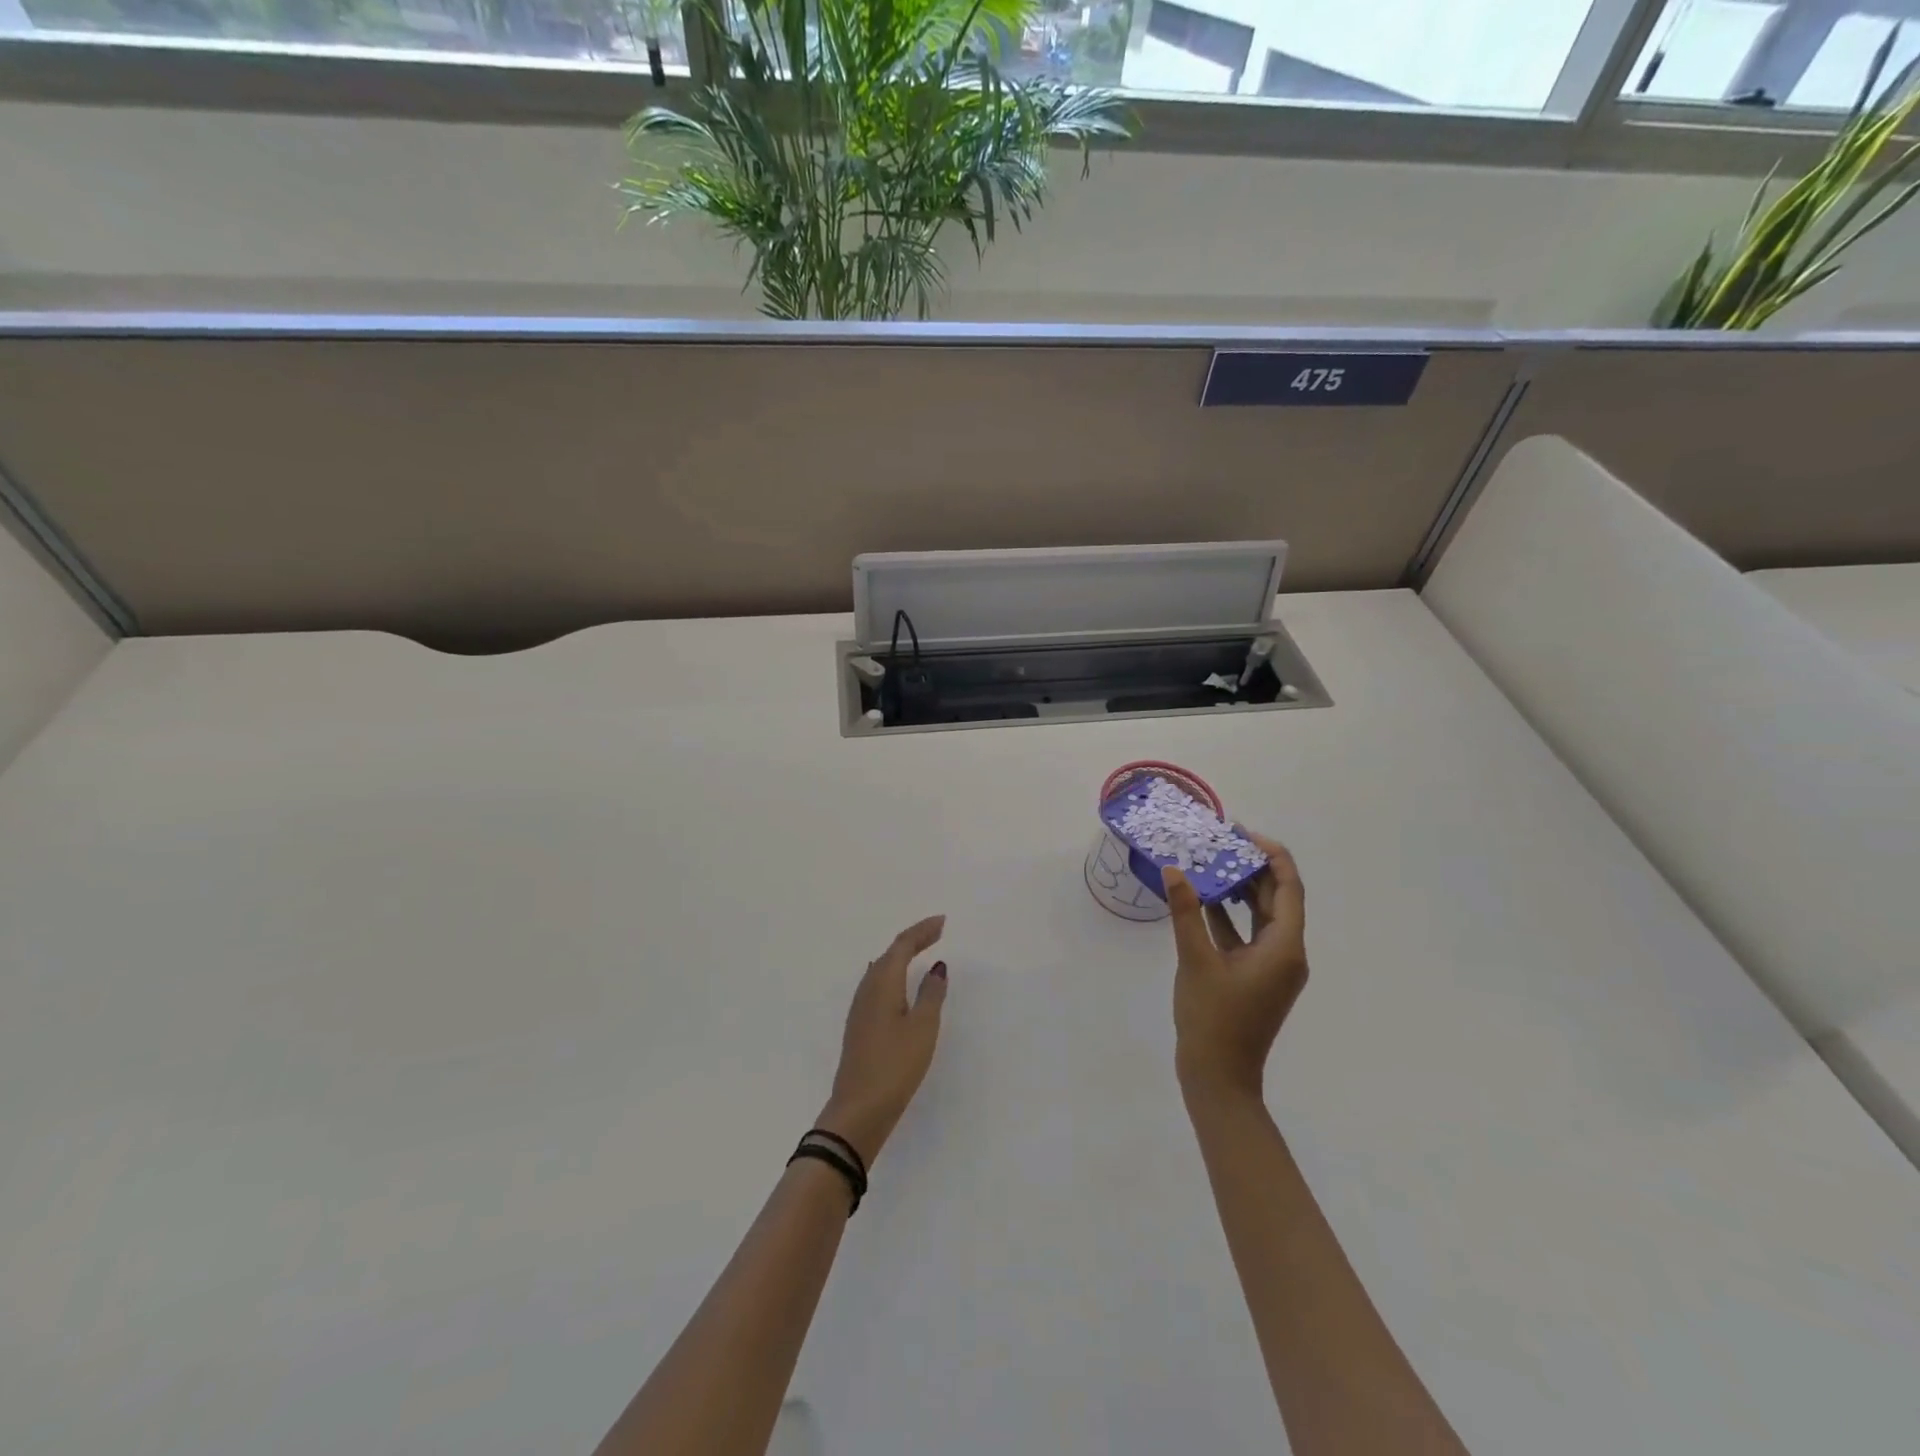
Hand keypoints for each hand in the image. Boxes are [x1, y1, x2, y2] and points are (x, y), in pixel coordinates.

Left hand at [816, 915, 947, 1165]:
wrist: (859, 1109)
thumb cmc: (895, 1065)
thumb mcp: (923, 1028)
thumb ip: (931, 994)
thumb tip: (937, 967)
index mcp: (883, 983)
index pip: (902, 945)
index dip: (922, 930)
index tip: (943, 922)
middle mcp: (867, 989)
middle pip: (890, 953)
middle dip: (913, 940)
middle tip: (937, 932)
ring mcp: (860, 1008)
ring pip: (881, 969)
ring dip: (901, 956)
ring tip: (921, 951)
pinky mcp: (859, 1026)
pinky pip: (878, 985)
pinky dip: (894, 974)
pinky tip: (898, 984)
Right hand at [1164, 833, 1307, 1099]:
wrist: (1219, 1077)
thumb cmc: (1213, 1018)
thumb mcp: (1195, 960)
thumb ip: (1186, 912)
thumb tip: (1174, 869)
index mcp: (1284, 947)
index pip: (1289, 888)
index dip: (1271, 856)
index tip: (1242, 834)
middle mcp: (1286, 953)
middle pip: (1277, 899)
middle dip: (1252, 868)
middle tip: (1221, 842)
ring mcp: (1272, 967)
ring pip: (1262, 916)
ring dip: (1240, 890)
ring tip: (1210, 863)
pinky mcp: (1255, 977)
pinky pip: (1247, 935)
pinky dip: (1230, 916)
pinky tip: (1202, 899)